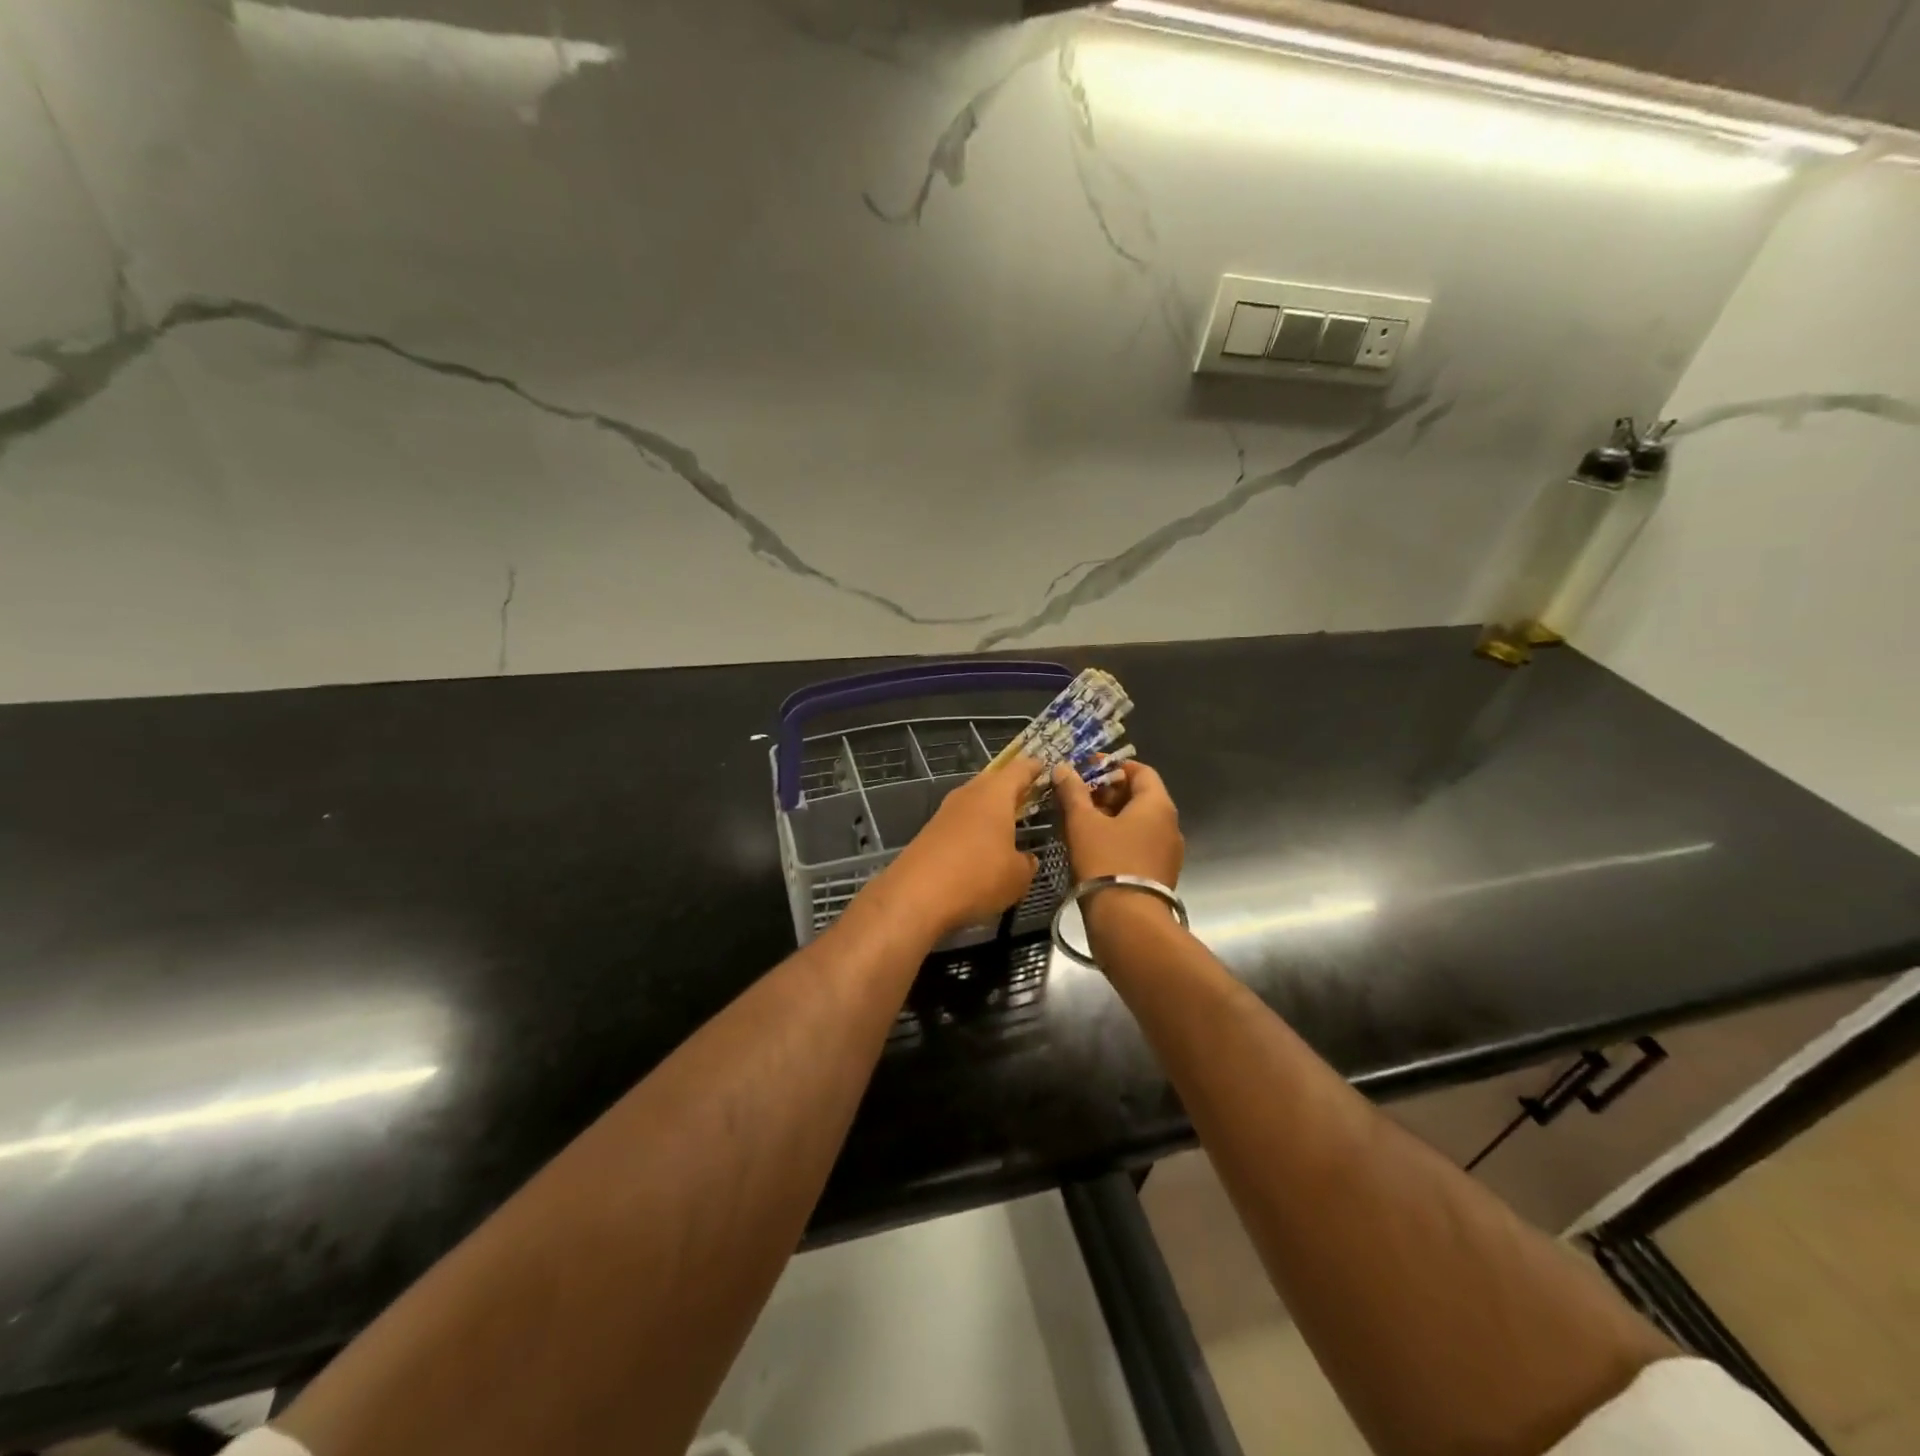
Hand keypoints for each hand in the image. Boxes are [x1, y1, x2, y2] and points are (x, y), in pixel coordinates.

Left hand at [872, 757, 1044, 940]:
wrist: (915, 896)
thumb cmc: (977, 877)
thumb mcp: (1018, 876)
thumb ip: (1027, 862)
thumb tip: (1025, 858)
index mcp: (994, 794)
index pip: (1019, 769)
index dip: (1034, 768)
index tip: (1045, 767)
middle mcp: (968, 795)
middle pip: (993, 782)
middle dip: (1011, 789)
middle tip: (1031, 797)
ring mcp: (945, 813)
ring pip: (974, 802)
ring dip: (991, 810)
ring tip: (1009, 824)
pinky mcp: (930, 833)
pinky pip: (960, 822)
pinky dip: (974, 829)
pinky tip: (982, 848)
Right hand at [1051, 761, 1183, 889]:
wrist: (1127, 921)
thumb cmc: (1106, 861)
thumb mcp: (1082, 822)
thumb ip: (1073, 792)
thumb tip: (1063, 768)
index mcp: (1157, 805)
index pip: (1140, 770)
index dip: (1112, 766)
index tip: (1086, 769)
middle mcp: (1170, 824)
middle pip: (1139, 796)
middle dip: (1108, 792)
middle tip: (1077, 795)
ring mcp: (1168, 851)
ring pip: (1138, 822)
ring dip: (1111, 816)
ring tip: (1080, 820)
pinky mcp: (1159, 874)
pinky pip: (1139, 844)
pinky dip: (1118, 838)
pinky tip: (1092, 846)